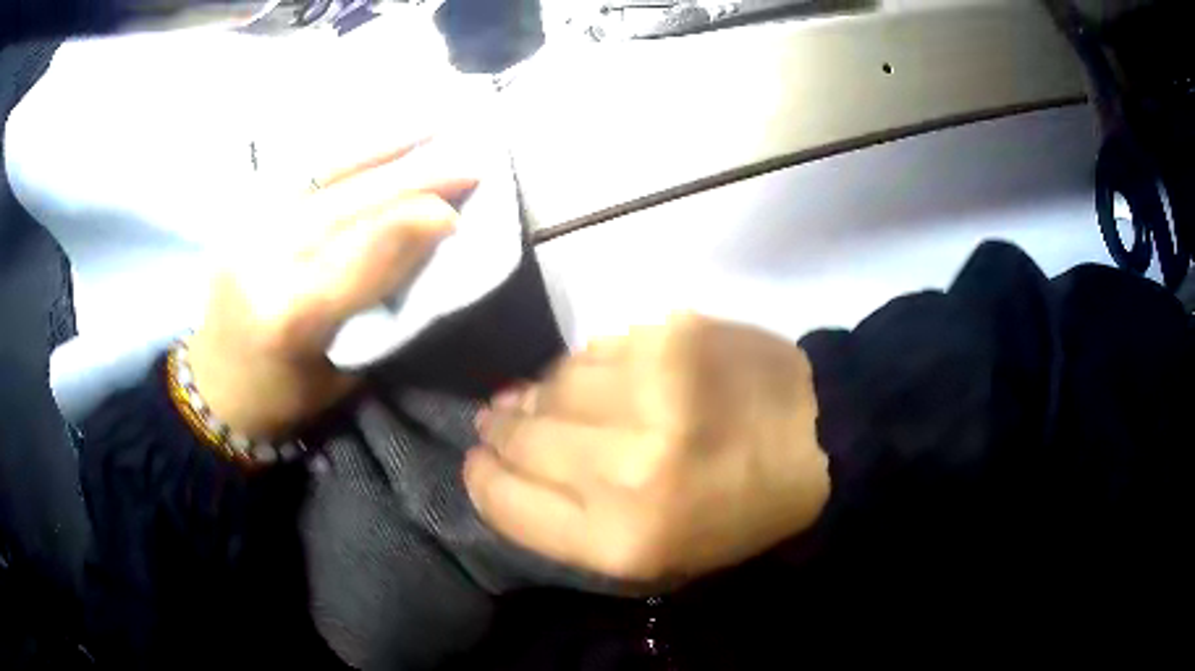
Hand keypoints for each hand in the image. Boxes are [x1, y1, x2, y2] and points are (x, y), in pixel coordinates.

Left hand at [189, 142, 476, 438]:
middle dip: (414, 177)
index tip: (461, 211)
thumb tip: (426, 240)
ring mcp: (248, 229)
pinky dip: (345, 151)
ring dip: (383, 147)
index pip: (365, 252)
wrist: (215, 388)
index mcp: (293, 315)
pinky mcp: (243, 215)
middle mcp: (265, 260)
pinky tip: (376, 138)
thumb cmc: (285, 397)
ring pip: (324, 174)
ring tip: (431, 125)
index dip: (417, 224)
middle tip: (467, 159)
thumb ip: (378, 303)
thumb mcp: (343, 371)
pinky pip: (300, 171)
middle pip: (349, 204)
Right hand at [465, 313, 830, 584]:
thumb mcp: (651, 555)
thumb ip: (564, 519)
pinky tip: (602, 379)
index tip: (478, 461)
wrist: (818, 442)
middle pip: (519, 438)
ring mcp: (652, 392)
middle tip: (498, 421)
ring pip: (550, 385)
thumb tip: (501, 461)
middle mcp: (628, 468)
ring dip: (541, 396)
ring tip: (553, 402)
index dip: (481, 478)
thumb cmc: (733, 515)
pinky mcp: (671, 337)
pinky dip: (585, 367)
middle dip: (500, 430)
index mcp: (623, 540)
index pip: (506, 502)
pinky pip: (593, 349)